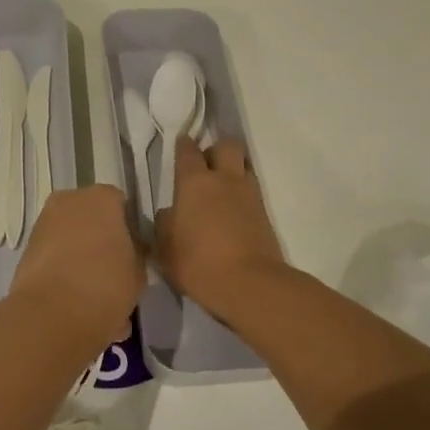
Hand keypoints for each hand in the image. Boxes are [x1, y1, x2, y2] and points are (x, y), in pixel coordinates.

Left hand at [8, 185, 143, 348]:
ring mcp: (44, 223)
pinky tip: (75, 298)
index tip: (133, 254)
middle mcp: (70, 201)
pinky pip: (54, 255)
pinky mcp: (27, 248)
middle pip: (92, 218)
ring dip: (82, 257)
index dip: (129, 229)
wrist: (53, 313)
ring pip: (71, 237)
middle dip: (102, 241)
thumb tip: (129, 251)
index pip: (121, 205)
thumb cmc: (106, 284)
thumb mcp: (139, 271)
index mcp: (102, 198)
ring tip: (94, 293)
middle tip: (114, 273)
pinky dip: (63, 269)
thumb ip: (136, 253)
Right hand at [156, 137, 292, 323]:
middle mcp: (223, 179)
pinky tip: (234, 209)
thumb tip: (170, 212)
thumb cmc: (197, 263)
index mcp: (194, 182)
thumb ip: (165, 224)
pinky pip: (253, 190)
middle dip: (216, 149)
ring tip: (223, 187)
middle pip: (226, 146)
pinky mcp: (265, 213)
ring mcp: (249, 194)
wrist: (249, 284)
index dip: (184, 145)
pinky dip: (243, 193)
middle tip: (206, 165)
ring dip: (234, 169)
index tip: (181, 145)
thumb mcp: (165, 248)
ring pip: (244, 165)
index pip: (188, 150)